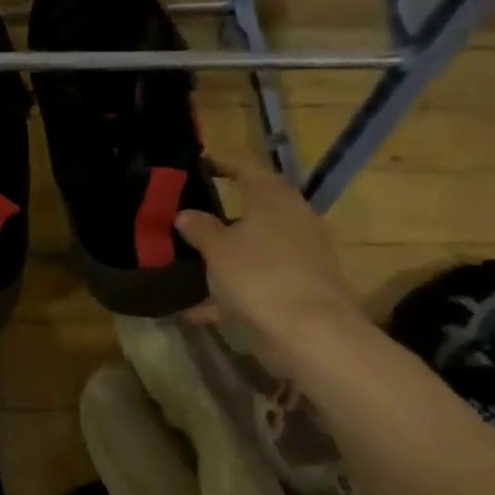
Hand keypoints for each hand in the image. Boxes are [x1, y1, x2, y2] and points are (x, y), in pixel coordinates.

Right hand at [175, 154, 365, 363]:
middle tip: (193, 215)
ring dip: (229, 255)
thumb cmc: (258, 275)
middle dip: (225, 214)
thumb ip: (199, 228)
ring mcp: (303, 254)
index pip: (248, 169)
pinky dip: (234, 290)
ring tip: (195, 264)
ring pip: (257, 247)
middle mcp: (294, 219)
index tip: (201, 164)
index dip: (224, 164)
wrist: (310, 330)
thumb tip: (185, 214)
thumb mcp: (217, 249)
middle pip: (256, 208)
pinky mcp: (303, 286)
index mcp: (274, 198)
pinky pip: (260, 280)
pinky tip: (202, 311)